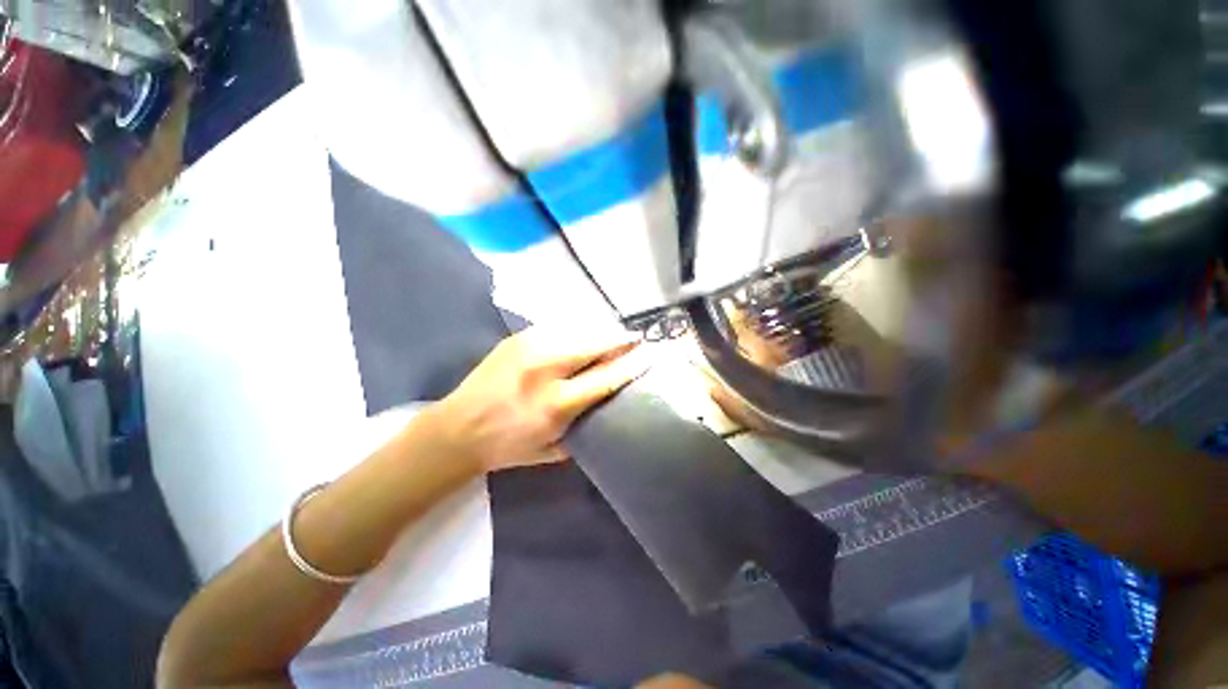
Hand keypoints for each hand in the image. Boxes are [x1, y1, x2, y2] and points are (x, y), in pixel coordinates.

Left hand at [429, 327, 651, 472]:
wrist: (457, 430)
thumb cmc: (508, 447)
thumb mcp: (552, 450)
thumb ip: (585, 427)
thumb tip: (609, 402)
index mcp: (557, 404)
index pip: (607, 377)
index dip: (632, 364)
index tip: (650, 353)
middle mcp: (546, 369)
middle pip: (596, 344)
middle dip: (621, 340)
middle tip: (635, 340)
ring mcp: (530, 347)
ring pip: (579, 330)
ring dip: (601, 333)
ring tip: (612, 338)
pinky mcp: (518, 337)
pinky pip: (559, 328)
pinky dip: (577, 331)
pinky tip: (582, 337)